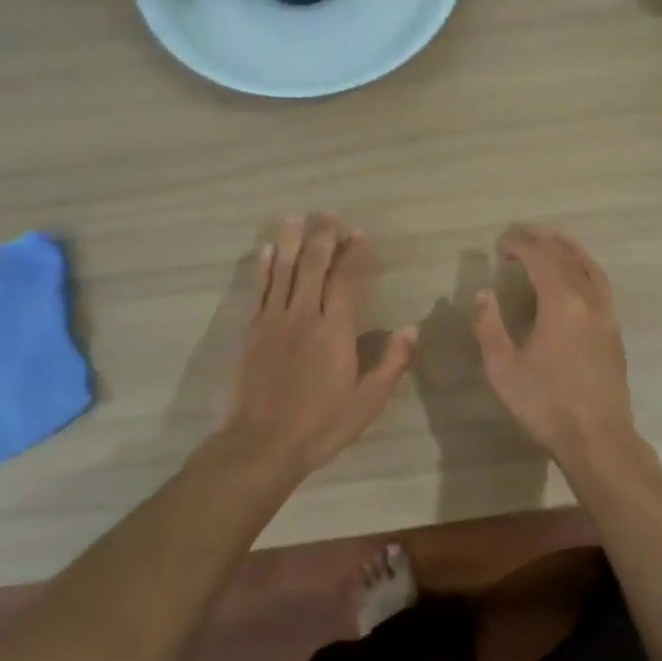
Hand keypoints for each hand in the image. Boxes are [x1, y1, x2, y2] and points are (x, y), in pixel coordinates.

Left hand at [221, 215, 416, 478]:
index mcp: (334, 329)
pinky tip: (264, 252)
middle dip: (323, 237)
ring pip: (282, 271)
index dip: (354, 254)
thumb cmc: (320, 425)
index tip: (360, 234)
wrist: (259, 445)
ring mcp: (273, 321)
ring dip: (290, 242)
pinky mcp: (250, 332)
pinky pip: (258, 290)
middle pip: (313, 266)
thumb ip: (391, 363)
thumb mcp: (367, 402)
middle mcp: (303, 315)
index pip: (346, 279)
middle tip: (330, 214)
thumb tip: (411, 330)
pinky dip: (262, 268)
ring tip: (294, 218)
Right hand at [474, 225, 635, 459]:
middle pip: (566, 255)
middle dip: (542, 240)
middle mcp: (589, 298)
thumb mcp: (503, 368)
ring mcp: (606, 312)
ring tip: (547, 242)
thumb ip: (489, 326)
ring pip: (589, 264)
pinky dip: (583, 265)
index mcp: (562, 302)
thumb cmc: (546, 404)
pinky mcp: (614, 328)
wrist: (598, 438)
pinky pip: (599, 281)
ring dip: (566, 248)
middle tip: (520, 236)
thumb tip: (484, 294)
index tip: (502, 245)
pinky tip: (573, 274)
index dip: (521, 244)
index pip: (542, 257)